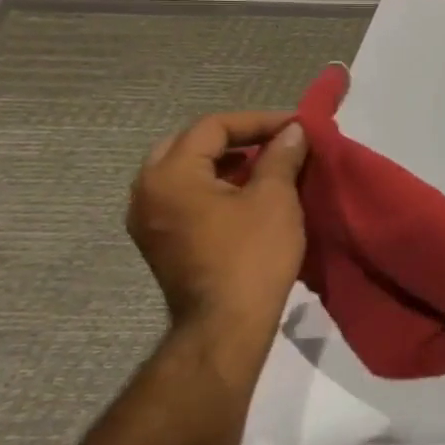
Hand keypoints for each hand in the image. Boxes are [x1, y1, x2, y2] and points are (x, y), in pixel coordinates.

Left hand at [127, 111, 308, 353]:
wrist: (226, 323)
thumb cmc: (251, 253)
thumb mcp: (275, 197)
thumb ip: (281, 156)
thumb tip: (293, 131)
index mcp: (168, 175)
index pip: (212, 127)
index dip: (258, 121)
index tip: (298, 127)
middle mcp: (146, 192)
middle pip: (188, 144)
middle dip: (235, 136)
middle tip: (275, 140)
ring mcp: (148, 220)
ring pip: (183, 170)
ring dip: (224, 160)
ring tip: (267, 163)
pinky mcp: (161, 240)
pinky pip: (183, 195)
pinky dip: (214, 183)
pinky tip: (247, 192)